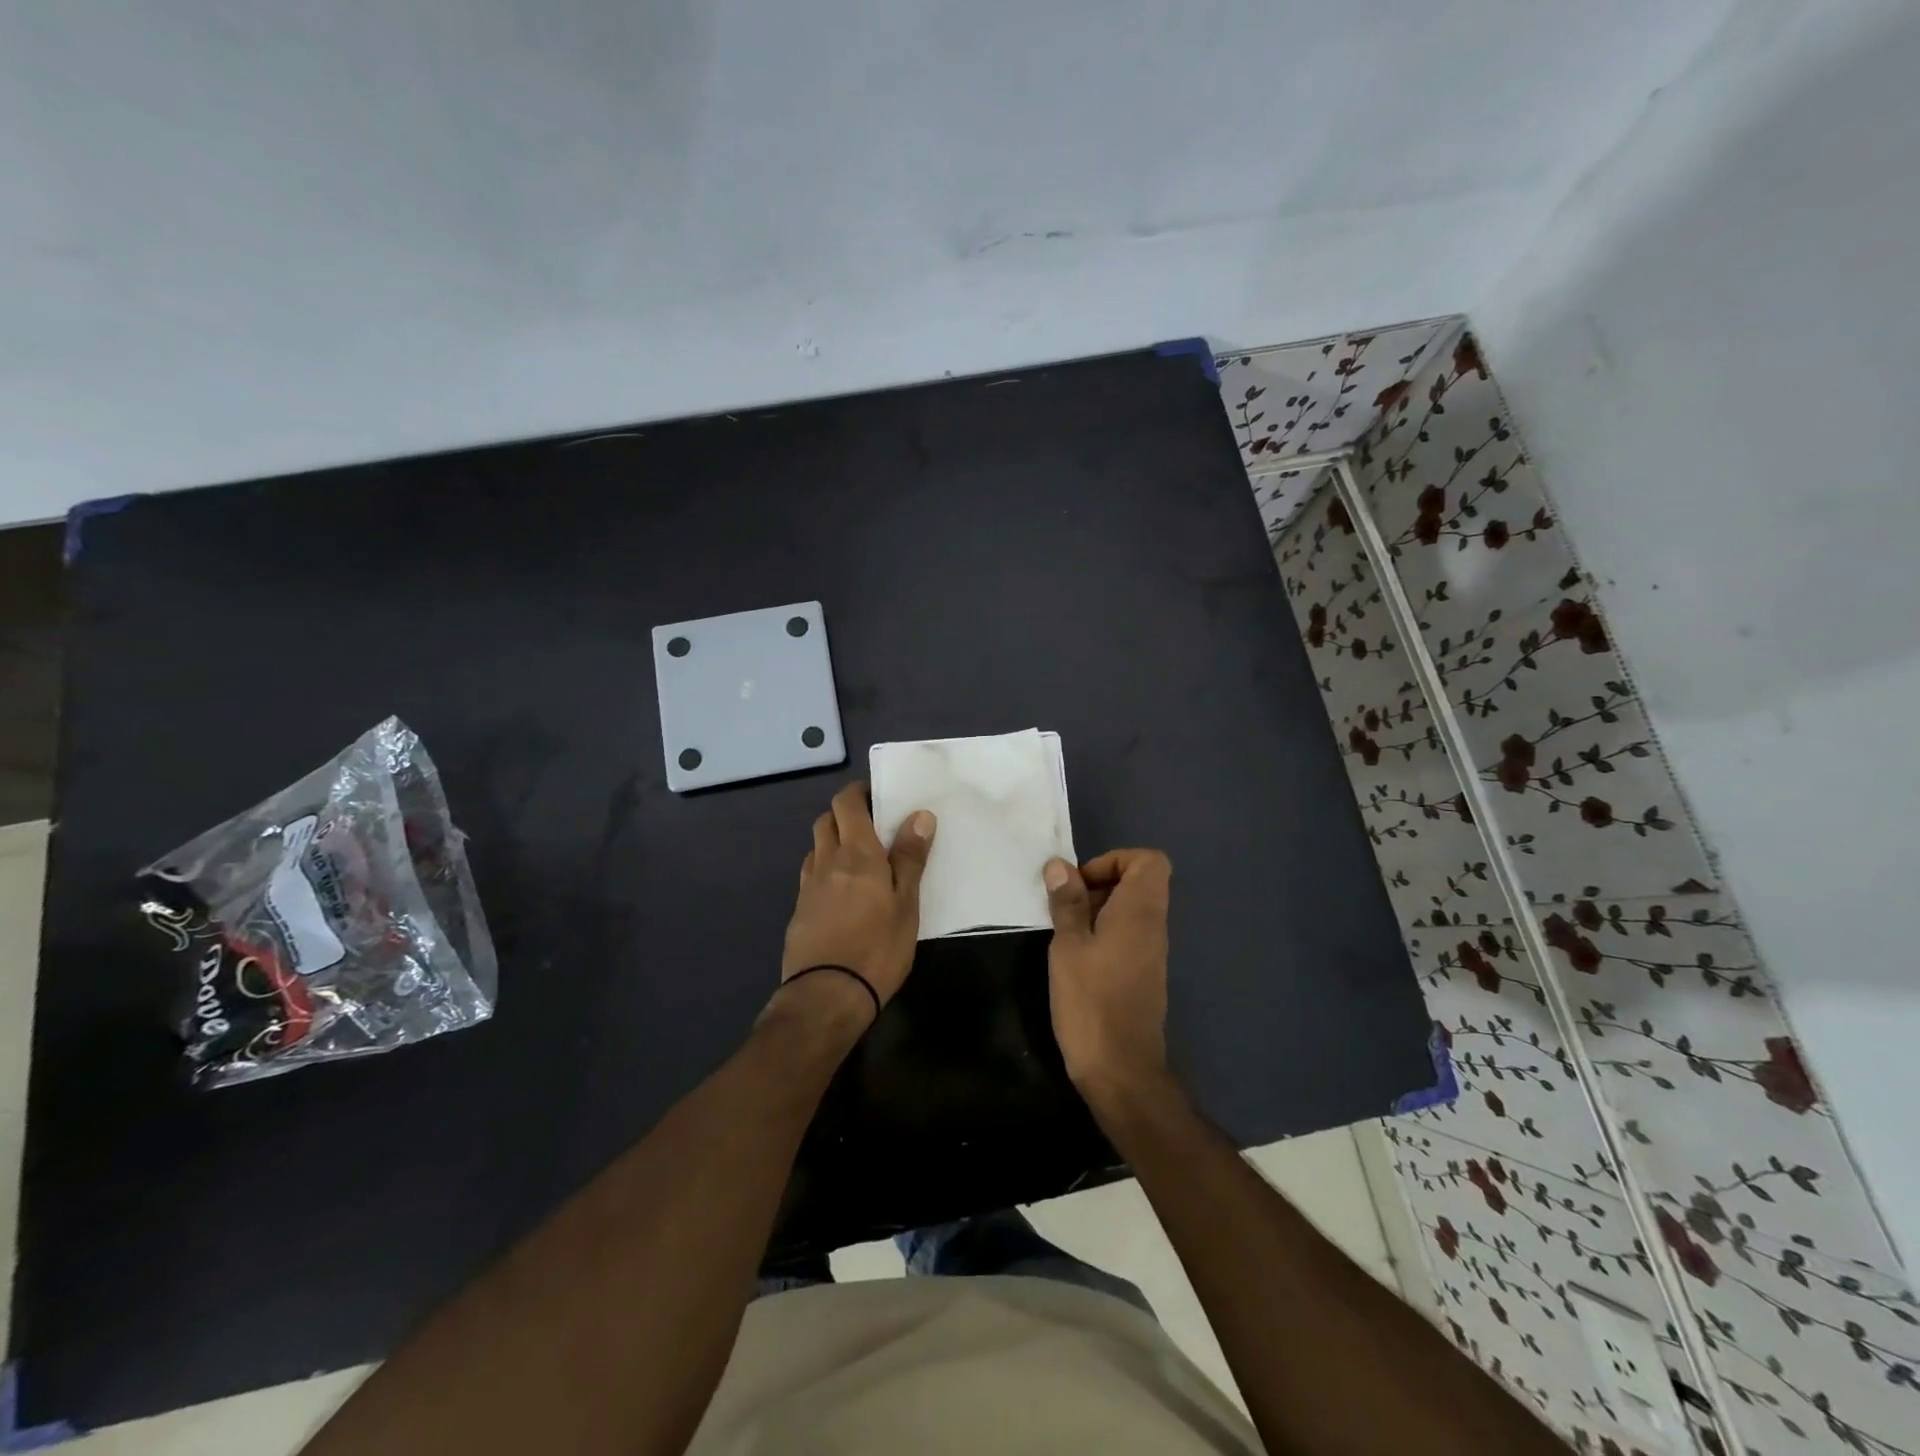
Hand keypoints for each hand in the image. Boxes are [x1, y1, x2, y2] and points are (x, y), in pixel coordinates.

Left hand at [779, 782, 935, 1016]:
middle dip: (845, 814)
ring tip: (859, 858)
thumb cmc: (877, 947)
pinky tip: (842, 891)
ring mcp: (808, 887)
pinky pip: (811, 875)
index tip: (877, 796)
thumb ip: (910, 858)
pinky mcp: (799, 911)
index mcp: (855, 853)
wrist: (826, 995)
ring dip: (833, 841)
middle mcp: (826, 861)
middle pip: (826, 820)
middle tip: (872, 826)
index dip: (857, 793)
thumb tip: (919, 815)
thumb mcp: (906, 904)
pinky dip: (825, 869)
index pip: (846, 804)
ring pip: (816, 847)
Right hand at [1043, 849, 1172, 1102]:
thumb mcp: (1068, 947)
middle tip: (1066, 908)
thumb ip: (1067, 903)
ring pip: (1130, 910)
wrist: (1122, 1070)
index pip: (1149, 861)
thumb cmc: (1091, 1002)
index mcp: (1139, 912)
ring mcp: (1151, 952)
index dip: (1114, 860)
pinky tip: (1076, 958)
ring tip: (1065, 934)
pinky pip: (1128, 935)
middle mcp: (1153, 926)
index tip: (1082, 882)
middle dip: (1099, 884)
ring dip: (1097, 911)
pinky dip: (1103, 934)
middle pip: (1138, 882)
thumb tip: (1060, 866)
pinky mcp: (1143, 974)